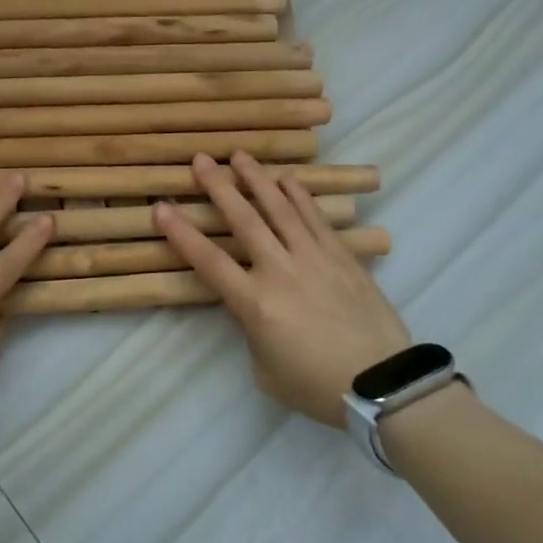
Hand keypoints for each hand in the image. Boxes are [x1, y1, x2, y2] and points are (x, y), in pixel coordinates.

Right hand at [154, 152, 411, 426]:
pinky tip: (287, 179)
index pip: (208, 260)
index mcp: (254, 303)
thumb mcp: (265, 370)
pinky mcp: (341, 257)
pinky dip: (299, 196)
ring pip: (279, 209)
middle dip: (218, 186)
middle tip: (201, 159)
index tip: (161, 206)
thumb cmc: (317, 386)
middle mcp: (279, 270)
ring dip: (257, 180)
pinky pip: (315, 218)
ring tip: (240, 156)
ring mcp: (313, 258)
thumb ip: (251, 332)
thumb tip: (253, 308)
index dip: (180, 232)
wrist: (381, 384)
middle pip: (243, 220)